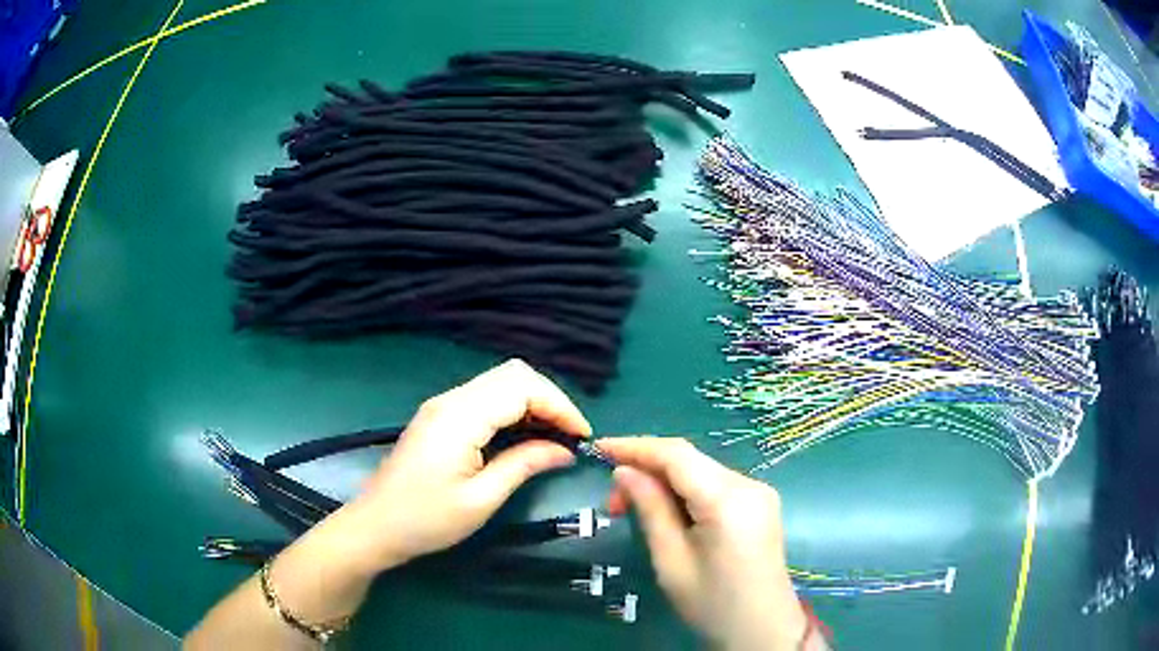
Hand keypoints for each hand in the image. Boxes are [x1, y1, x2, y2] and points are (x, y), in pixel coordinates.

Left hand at [347, 358, 591, 569]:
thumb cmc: (426, 520)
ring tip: (554, 438)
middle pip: (513, 375)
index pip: (522, 388)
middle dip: (549, 400)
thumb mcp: (481, 500)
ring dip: (533, 403)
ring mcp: (443, 406)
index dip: (560, 406)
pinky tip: (525, 436)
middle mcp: (451, 400)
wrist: (375, 526)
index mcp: (460, 417)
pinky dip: (513, 410)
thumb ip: (524, 465)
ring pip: (500, 383)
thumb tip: (565, 450)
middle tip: (570, 437)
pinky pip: (486, 398)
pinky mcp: (440, 417)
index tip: (583, 437)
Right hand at [599, 437, 811, 650]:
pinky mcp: (760, 504)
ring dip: (664, 482)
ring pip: (701, 471)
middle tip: (612, 502)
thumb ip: (650, 510)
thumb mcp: (671, 561)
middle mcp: (749, 485)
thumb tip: (624, 472)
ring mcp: (759, 492)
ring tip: (633, 509)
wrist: (762, 629)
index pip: (677, 455)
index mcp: (729, 500)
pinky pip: (715, 485)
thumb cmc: (712, 604)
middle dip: (647, 470)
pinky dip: (685, 491)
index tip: (598, 449)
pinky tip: (666, 512)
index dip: (635, 446)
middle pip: (690, 461)